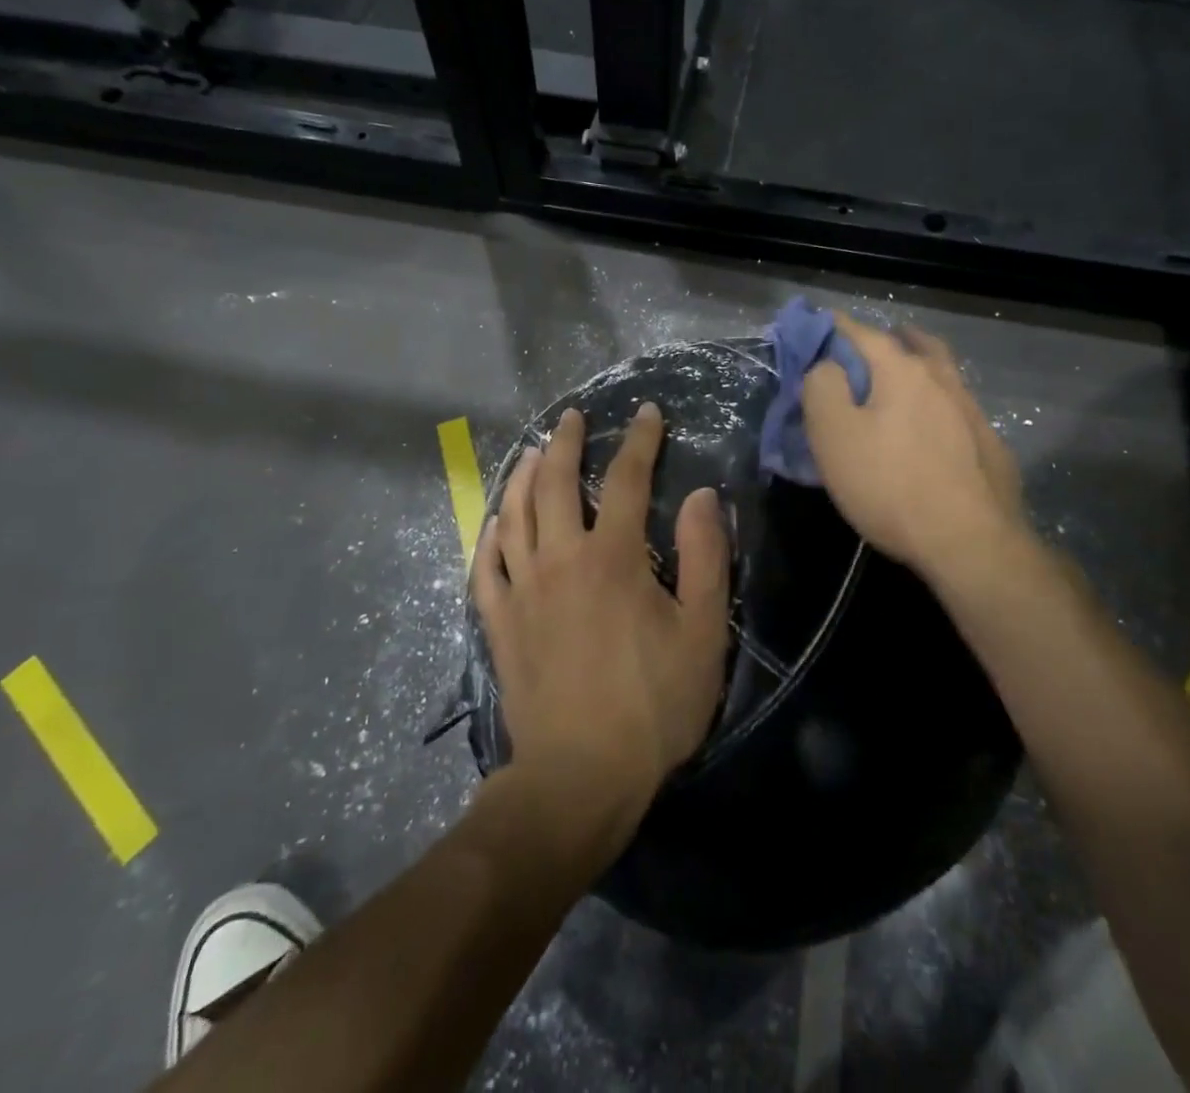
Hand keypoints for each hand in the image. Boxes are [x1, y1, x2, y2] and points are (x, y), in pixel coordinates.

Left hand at [473, 403, 730, 829]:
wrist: (580, 777)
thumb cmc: (653, 705)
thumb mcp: (703, 632)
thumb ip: (705, 557)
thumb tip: (701, 496)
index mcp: (612, 556)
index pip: (625, 479)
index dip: (638, 441)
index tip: (645, 413)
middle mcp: (559, 558)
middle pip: (553, 482)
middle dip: (564, 442)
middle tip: (570, 418)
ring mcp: (521, 589)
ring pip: (512, 514)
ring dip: (520, 475)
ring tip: (529, 451)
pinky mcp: (499, 622)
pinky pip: (485, 565)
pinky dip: (488, 535)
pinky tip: (493, 522)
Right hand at [801, 313, 1033, 581]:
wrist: (971, 543)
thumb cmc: (890, 484)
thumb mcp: (833, 435)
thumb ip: (822, 387)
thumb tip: (826, 365)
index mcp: (901, 370)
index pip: (861, 332)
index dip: (832, 326)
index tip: (814, 326)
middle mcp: (941, 379)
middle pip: (914, 344)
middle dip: (888, 338)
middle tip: (867, 348)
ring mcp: (971, 411)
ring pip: (941, 374)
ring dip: (918, 367)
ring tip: (899, 382)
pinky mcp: (989, 445)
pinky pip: (957, 408)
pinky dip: (938, 404)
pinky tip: (931, 428)